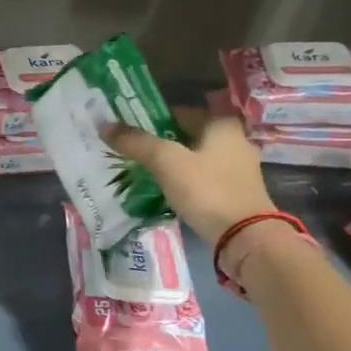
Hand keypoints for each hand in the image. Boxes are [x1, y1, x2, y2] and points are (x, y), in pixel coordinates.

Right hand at [103, 109, 276, 247]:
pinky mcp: (238, 193)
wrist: (245, 238)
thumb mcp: (167, 162)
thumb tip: (105, 126)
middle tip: (132, 153)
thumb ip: (137, 143)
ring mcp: (239, 169)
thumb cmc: (207, 190)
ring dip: (174, 164)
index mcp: (223, 124)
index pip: (181, 112)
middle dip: (162, 144)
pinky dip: (186, 182)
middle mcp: (236, 141)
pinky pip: (204, 179)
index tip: (129, 131)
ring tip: (144, 173)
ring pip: (196, 159)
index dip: (153, 119)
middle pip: (189, 136)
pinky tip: (168, 191)